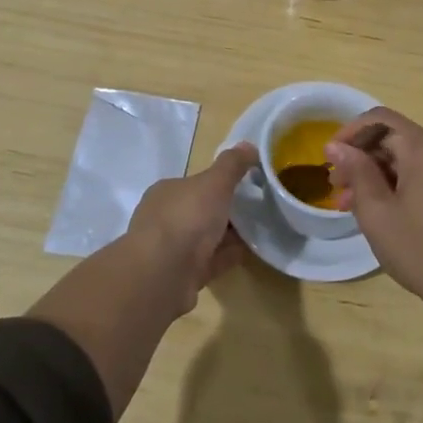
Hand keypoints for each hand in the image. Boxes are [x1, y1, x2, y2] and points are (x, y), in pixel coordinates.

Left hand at [125, 143, 257, 311]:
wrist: (163, 274)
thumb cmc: (186, 218)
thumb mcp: (214, 182)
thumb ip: (232, 164)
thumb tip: (249, 145)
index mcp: (166, 192)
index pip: (194, 183)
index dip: (219, 183)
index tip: (245, 185)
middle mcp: (164, 219)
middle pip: (200, 211)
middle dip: (225, 210)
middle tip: (257, 209)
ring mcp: (170, 250)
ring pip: (205, 238)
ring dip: (228, 235)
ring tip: (259, 230)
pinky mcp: (181, 276)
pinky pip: (211, 261)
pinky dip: (228, 256)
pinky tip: (250, 253)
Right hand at [329, 107, 422, 407]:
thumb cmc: (422, 251)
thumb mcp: (377, 213)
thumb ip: (356, 171)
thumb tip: (336, 145)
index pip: (380, 120)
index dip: (350, 134)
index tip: (330, 159)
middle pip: (398, 139)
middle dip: (365, 160)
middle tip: (338, 191)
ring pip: (414, 158)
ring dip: (383, 175)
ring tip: (355, 206)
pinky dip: (407, 183)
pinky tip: (388, 209)